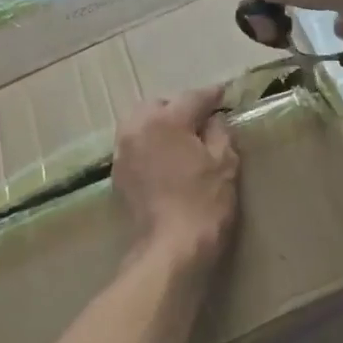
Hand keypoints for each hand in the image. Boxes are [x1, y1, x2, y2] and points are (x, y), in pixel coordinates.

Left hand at [113, 86, 238, 271]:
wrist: (171, 247)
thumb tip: (213, 120)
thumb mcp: (224, 163)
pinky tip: (166, 160)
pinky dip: (150, 146)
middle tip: (201, 121)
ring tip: (181, 139)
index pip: (192, 98)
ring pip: (141, 125)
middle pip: (159, 106)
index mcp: (165, 120)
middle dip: (179, 109)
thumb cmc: (204, 203)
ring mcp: (123, 152)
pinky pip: (135, 147)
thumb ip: (219, 133)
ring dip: (160, 126)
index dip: (212, 96)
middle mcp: (137, 128)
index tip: (223, 95)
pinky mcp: (118, 174)